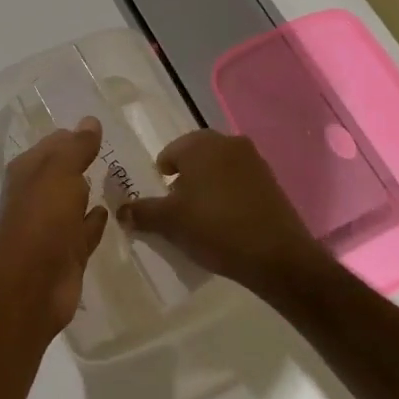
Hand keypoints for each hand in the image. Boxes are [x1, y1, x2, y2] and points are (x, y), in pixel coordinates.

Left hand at [0, 117, 108, 331]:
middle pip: (61, 173)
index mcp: (28, 171)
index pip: (52, 144)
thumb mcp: (60, 171)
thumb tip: (90, 120)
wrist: (33, 283)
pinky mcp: (66, 254)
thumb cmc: (42, 217)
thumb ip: (77, 146)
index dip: (72, 136)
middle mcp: (35, 196)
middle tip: (110, 151)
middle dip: (80, 163)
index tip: (97, 129)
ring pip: (72, 202)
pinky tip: (108, 213)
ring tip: (113, 179)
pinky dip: (93, 221)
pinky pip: (83, 231)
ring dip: (87, 192)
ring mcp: (50, 227)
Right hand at [121, 130, 319, 292]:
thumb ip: (142, 212)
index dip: (162, 175)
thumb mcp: (170, 222)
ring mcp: (254, 160)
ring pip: (219, 167)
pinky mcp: (271, 181)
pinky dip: (228, 194)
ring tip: (202, 215)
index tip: (161, 198)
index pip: (170, 152)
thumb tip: (121, 211)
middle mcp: (228, 143)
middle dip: (185, 177)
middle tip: (178, 206)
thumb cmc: (215, 228)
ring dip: (207, 184)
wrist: (277, 256)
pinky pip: (239, 181)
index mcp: (200, 144)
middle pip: (196, 156)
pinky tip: (226, 220)